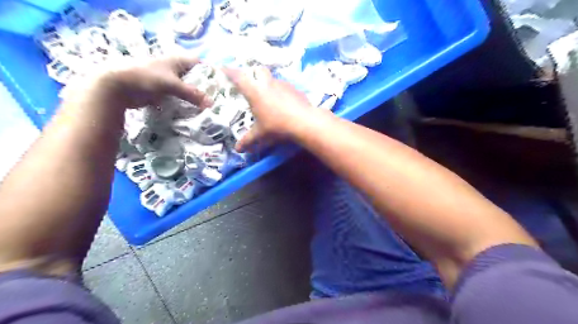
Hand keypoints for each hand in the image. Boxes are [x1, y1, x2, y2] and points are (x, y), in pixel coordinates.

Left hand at [63, 55, 211, 109]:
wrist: (117, 87)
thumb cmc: (145, 77)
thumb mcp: (171, 84)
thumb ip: (192, 93)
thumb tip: (212, 104)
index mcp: (177, 60)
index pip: (200, 64)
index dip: (211, 72)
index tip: (222, 85)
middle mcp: (175, 69)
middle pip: (195, 78)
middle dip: (205, 88)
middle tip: (218, 100)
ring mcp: (169, 81)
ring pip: (188, 89)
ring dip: (196, 98)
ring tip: (209, 108)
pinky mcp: (163, 93)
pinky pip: (180, 98)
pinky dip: (186, 104)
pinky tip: (195, 112)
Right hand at [226, 65, 315, 150]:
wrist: (304, 122)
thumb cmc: (277, 126)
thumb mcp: (260, 134)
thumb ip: (248, 140)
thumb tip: (238, 149)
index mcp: (255, 92)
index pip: (239, 77)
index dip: (229, 72)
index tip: (223, 68)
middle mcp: (268, 84)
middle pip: (259, 70)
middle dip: (254, 74)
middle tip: (252, 83)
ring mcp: (283, 84)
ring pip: (273, 79)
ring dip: (269, 85)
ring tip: (270, 98)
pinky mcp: (295, 89)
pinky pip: (285, 88)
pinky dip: (282, 93)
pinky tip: (284, 104)